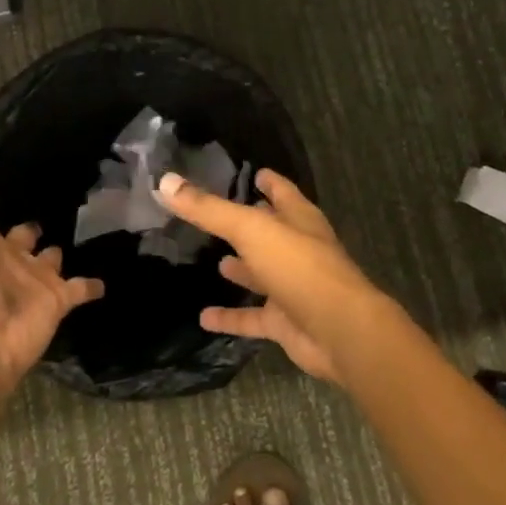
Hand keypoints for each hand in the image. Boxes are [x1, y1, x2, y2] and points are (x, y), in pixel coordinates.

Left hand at [0, 128, 104, 396]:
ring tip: (82, 227)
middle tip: (49, 195)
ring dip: (56, 250)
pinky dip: (92, 284)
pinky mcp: (57, 299)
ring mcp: (32, 279)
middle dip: (26, 222)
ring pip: (48, 259)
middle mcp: (3, 256)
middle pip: (17, 234)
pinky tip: (107, 275)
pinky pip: (80, 288)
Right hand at [158, 168, 382, 385]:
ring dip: (243, 268)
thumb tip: (166, 182)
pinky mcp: (286, 322)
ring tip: (216, 261)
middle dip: (249, 224)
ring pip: (263, 273)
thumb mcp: (250, 229)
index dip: (268, 181)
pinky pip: (252, 316)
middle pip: (271, 232)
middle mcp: (298, 249)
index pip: (282, 191)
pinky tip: (204, 317)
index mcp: (299, 218)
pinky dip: (230, 316)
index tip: (252, 172)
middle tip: (217, 217)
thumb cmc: (299, 267)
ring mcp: (293, 287)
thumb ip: (208, 209)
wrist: (339, 331)